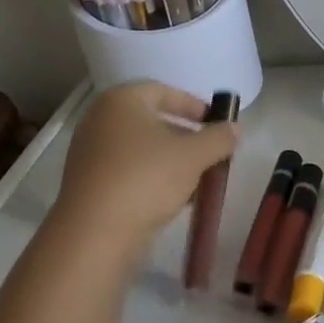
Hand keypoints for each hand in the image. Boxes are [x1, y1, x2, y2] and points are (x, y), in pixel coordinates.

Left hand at [52, 82, 239, 259]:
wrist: (95, 232)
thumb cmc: (146, 179)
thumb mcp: (193, 156)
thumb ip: (218, 138)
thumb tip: (234, 129)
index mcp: (121, 101)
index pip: (163, 91)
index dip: (193, 105)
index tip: (216, 123)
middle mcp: (100, 120)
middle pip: (151, 120)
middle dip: (185, 136)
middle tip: (210, 153)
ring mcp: (90, 152)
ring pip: (141, 148)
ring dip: (171, 160)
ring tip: (197, 180)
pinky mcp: (89, 182)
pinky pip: (128, 170)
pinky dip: (152, 177)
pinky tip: (173, 198)